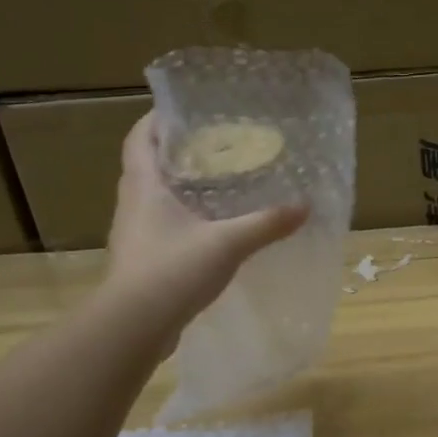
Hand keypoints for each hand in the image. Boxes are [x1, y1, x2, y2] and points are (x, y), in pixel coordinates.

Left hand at [106, 113, 307, 329]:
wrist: (134, 325)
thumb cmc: (173, 269)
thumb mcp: (228, 244)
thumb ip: (266, 223)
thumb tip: (305, 206)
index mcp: (144, 186)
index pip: (141, 138)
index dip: (157, 120)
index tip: (183, 111)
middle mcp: (132, 204)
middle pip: (146, 165)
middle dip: (174, 152)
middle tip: (211, 147)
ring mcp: (133, 234)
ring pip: (152, 198)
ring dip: (176, 187)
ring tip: (214, 185)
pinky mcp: (140, 260)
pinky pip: (158, 227)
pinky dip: (179, 219)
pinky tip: (207, 229)